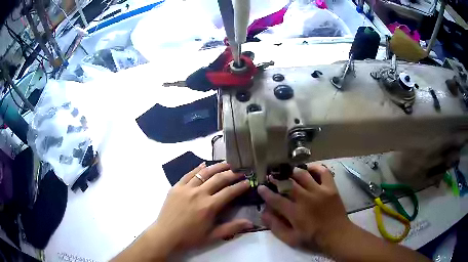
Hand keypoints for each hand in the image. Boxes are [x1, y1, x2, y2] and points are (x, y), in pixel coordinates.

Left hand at [147, 162, 252, 257]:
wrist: (165, 235)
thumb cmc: (190, 238)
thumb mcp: (213, 236)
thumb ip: (232, 228)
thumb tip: (251, 223)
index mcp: (209, 206)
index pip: (229, 192)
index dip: (241, 186)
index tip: (248, 182)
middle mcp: (199, 193)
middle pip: (218, 179)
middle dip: (232, 174)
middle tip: (240, 171)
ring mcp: (186, 188)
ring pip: (204, 173)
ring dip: (217, 167)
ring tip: (226, 164)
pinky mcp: (176, 187)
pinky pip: (188, 174)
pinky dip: (198, 168)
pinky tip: (204, 164)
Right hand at [258, 164, 350, 251]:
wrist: (336, 234)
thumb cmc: (313, 238)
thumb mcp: (291, 239)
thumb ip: (276, 226)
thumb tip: (263, 213)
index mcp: (295, 212)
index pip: (276, 199)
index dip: (266, 192)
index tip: (260, 187)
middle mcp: (306, 198)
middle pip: (288, 184)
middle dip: (277, 179)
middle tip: (273, 176)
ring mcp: (320, 191)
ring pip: (303, 175)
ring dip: (294, 172)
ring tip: (289, 172)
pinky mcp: (330, 188)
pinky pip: (323, 172)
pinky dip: (316, 168)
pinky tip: (309, 169)